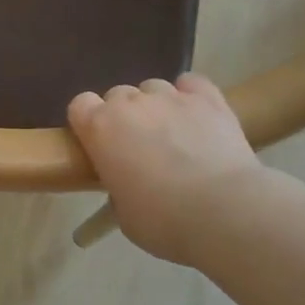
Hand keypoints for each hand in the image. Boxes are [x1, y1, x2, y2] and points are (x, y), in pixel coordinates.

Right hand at [67, 74, 264, 261]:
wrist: (224, 211)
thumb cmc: (164, 221)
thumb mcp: (125, 215)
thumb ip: (118, 188)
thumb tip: (129, 183)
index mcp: (100, 128)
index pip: (80, 105)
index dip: (88, 122)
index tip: (100, 144)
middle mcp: (131, 103)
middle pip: (118, 95)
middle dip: (125, 116)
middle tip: (139, 147)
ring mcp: (170, 96)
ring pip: (153, 88)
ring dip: (157, 107)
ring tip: (174, 134)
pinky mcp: (207, 98)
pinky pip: (191, 83)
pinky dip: (191, 95)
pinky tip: (197, 115)